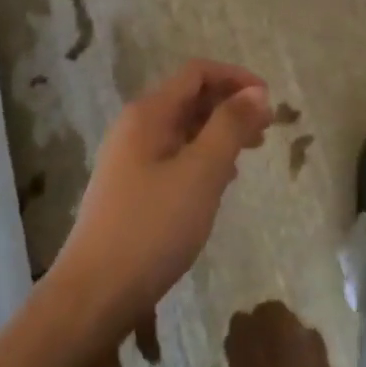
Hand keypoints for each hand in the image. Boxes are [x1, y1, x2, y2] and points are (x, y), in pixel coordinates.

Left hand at [50, 60, 273, 338]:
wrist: (95, 293)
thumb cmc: (152, 227)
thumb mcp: (201, 172)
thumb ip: (230, 127)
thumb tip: (257, 92)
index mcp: (148, 113)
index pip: (197, 73)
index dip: (236, 78)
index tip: (270, 101)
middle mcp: (136, 126)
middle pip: (190, 98)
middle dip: (230, 106)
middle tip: (267, 130)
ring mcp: (130, 158)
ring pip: (183, 129)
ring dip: (219, 133)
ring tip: (251, 153)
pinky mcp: (131, 188)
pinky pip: (174, 156)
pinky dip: (202, 158)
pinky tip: (221, 182)